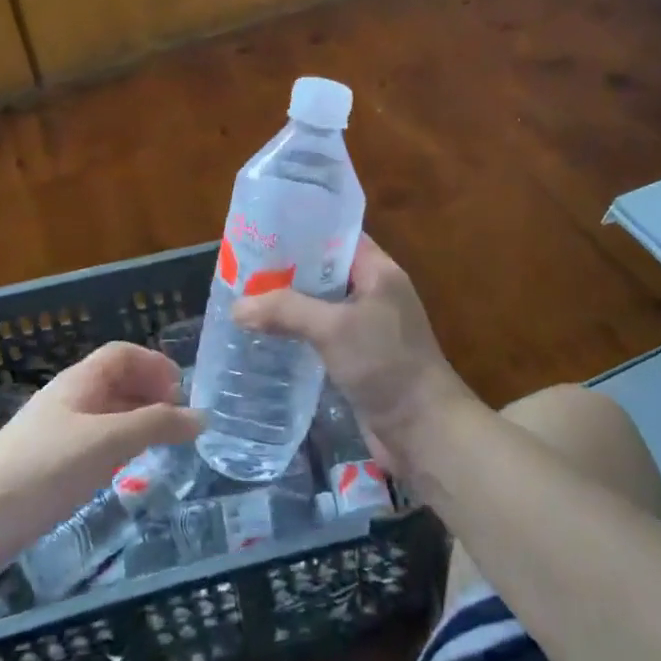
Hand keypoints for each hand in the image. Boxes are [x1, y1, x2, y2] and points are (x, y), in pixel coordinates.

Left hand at [0, 341, 200, 577]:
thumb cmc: (46, 467)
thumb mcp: (109, 442)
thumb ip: (156, 426)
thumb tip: (201, 417)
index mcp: (80, 381)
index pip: (122, 354)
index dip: (153, 364)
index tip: (180, 390)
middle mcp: (69, 399)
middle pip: (115, 382)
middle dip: (149, 393)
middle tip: (177, 420)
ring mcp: (56, 433)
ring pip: (105, 415)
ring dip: (135, 422)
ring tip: (161, 445)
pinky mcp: (48, 466)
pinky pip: (93, 443)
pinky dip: (118, 447)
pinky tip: (126, 471)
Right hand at [234, 235, 474, 476]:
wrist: (424, 431)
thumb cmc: (386, 363)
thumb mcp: (333, 328)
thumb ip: (285, 312)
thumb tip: (236, 307)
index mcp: (378, 270)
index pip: (336, 235)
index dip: (303, 229)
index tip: (263, 230)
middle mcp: (373, 292)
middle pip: (325, 270)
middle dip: (287, 269)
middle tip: (243, 266)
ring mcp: (366, 326)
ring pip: (320, 304)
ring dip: (289, 303)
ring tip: (246, 297)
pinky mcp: (357, 357)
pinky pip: (321, 334)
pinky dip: (297, 331)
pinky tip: (266, 334)